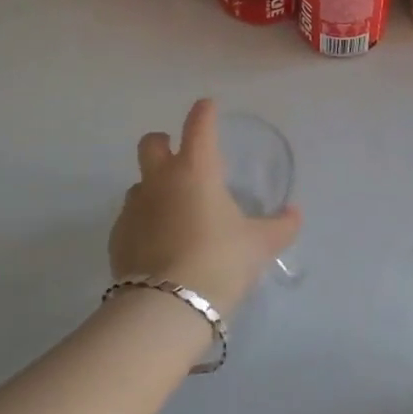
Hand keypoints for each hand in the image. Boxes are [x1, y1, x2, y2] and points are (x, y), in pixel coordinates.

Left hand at [108, 99, 301, 317]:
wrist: (167, 306)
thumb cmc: (220, 261)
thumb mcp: (259, 245)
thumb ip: (280, 227)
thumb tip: (295, 214)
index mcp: (196, 170)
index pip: (199, 126)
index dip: (204, 112)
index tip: (207, 107)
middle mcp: (160, 180)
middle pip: (152, 143)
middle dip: (164, 142)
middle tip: (179, 156)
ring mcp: (134, 207)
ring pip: (139, 183)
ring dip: (153, 187)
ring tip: (173, 211)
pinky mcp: (117, 237)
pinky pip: (130, 218)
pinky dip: (144, 222)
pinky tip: (158, 244)